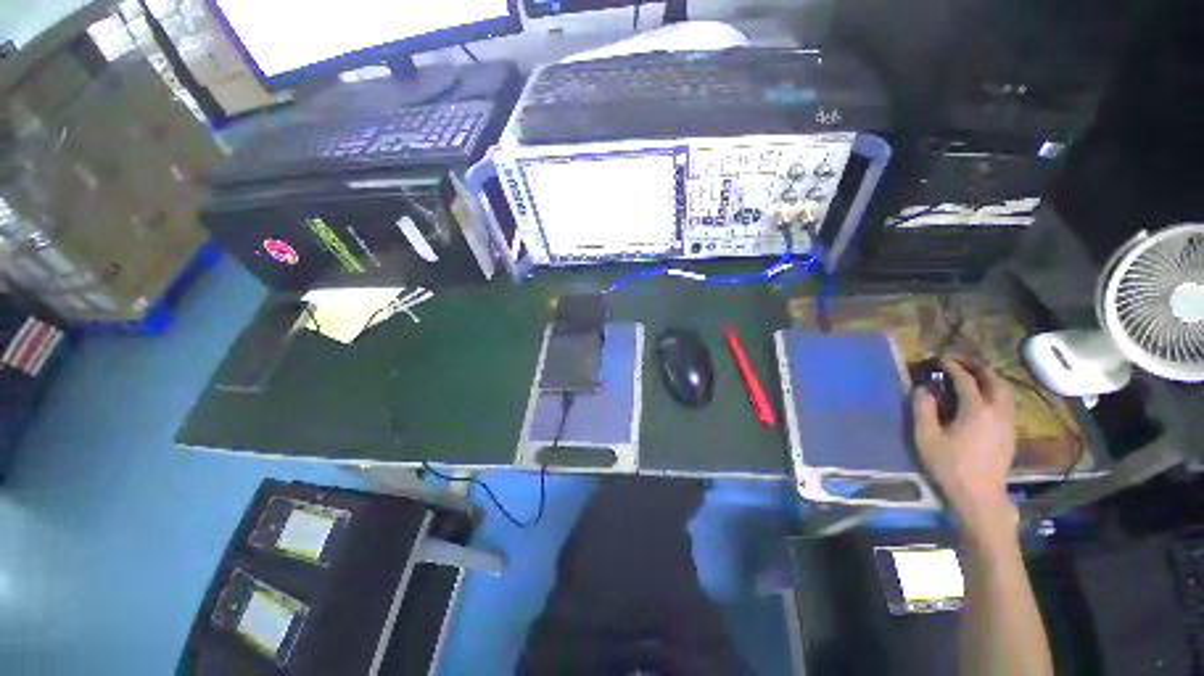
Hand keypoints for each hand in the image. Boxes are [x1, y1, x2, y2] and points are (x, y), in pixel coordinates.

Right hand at [913, 360, 1016, 530]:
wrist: (979, 495)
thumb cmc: (949, 464)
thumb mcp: (926, 436)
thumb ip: (923, 409)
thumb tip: (923, 388)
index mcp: (976, 410)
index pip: (966, 381)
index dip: (954, 368)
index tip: (942, 359)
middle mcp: (998, 412)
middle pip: (996, 382)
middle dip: (981, 369)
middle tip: (966, 363)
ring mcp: (1008, 424)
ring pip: (1007, 394)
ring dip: (993, 381)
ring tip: (978, 377)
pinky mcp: (1010, 435)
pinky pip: (1007, 405)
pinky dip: (997, 394)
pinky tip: (986, 400)